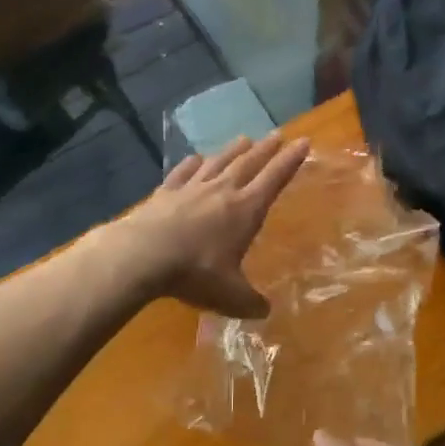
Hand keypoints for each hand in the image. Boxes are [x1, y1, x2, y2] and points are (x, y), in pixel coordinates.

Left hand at [120, 133, 309, 317]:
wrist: (142, 256)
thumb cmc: (195, 273)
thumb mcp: (230, 296)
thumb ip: (250, 302)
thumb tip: (265, 311)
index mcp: (245, 210)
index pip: (274, 179)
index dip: (290, 161)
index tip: (303, 142)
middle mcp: (221, 192)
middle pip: (248, 164)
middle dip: (266, 150)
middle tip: (277, 134)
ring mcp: (191, 189)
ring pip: (218, 163)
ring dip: (233, 151)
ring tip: (244, 139)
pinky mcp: (164, 194)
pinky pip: (182, 174)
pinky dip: (191, 164)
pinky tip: (195, 159)